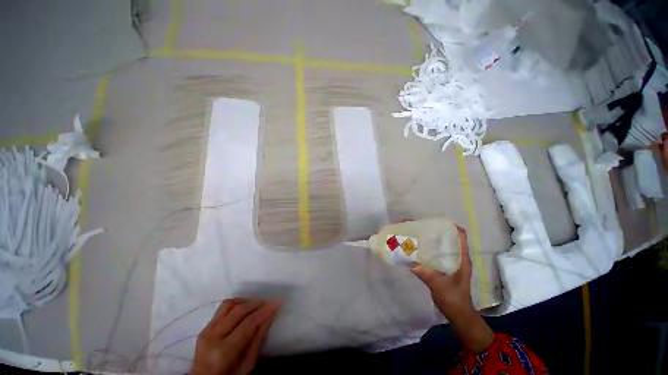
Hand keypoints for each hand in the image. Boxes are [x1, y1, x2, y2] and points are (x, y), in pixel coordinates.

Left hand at [190, 298, 280, 374]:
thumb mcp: (247, 366)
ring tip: (258, 305)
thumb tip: (270, 316)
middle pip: (239, 310)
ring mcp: (207, 330)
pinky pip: (222, 308)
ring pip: (229, 304)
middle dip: (257, 303)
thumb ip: (258, 340)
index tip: (278, 301)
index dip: (265, 310)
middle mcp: (213, 336)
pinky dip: (236, 304)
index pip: (248, 323)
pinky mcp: (205, 327)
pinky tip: (245, 308)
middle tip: (270, 302)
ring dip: (246, 301)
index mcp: (223, 351)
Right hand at [410, 226, 473, 319]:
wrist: (458, 315)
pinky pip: (432, 253)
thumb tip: (412, 263)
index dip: (449, 225)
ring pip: (437, 244)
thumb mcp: (441, 288)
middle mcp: (455, 256)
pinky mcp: (441, 267)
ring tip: (410, 232)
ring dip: (425, 237)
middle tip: (414, 224)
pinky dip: (422, 248)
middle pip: (445, 237)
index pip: (460, 236)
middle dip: (430, 229)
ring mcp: (448, 261)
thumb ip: (428, 276)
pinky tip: (411, 247)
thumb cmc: (455, 300)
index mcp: (461, 258)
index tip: (433, 221)